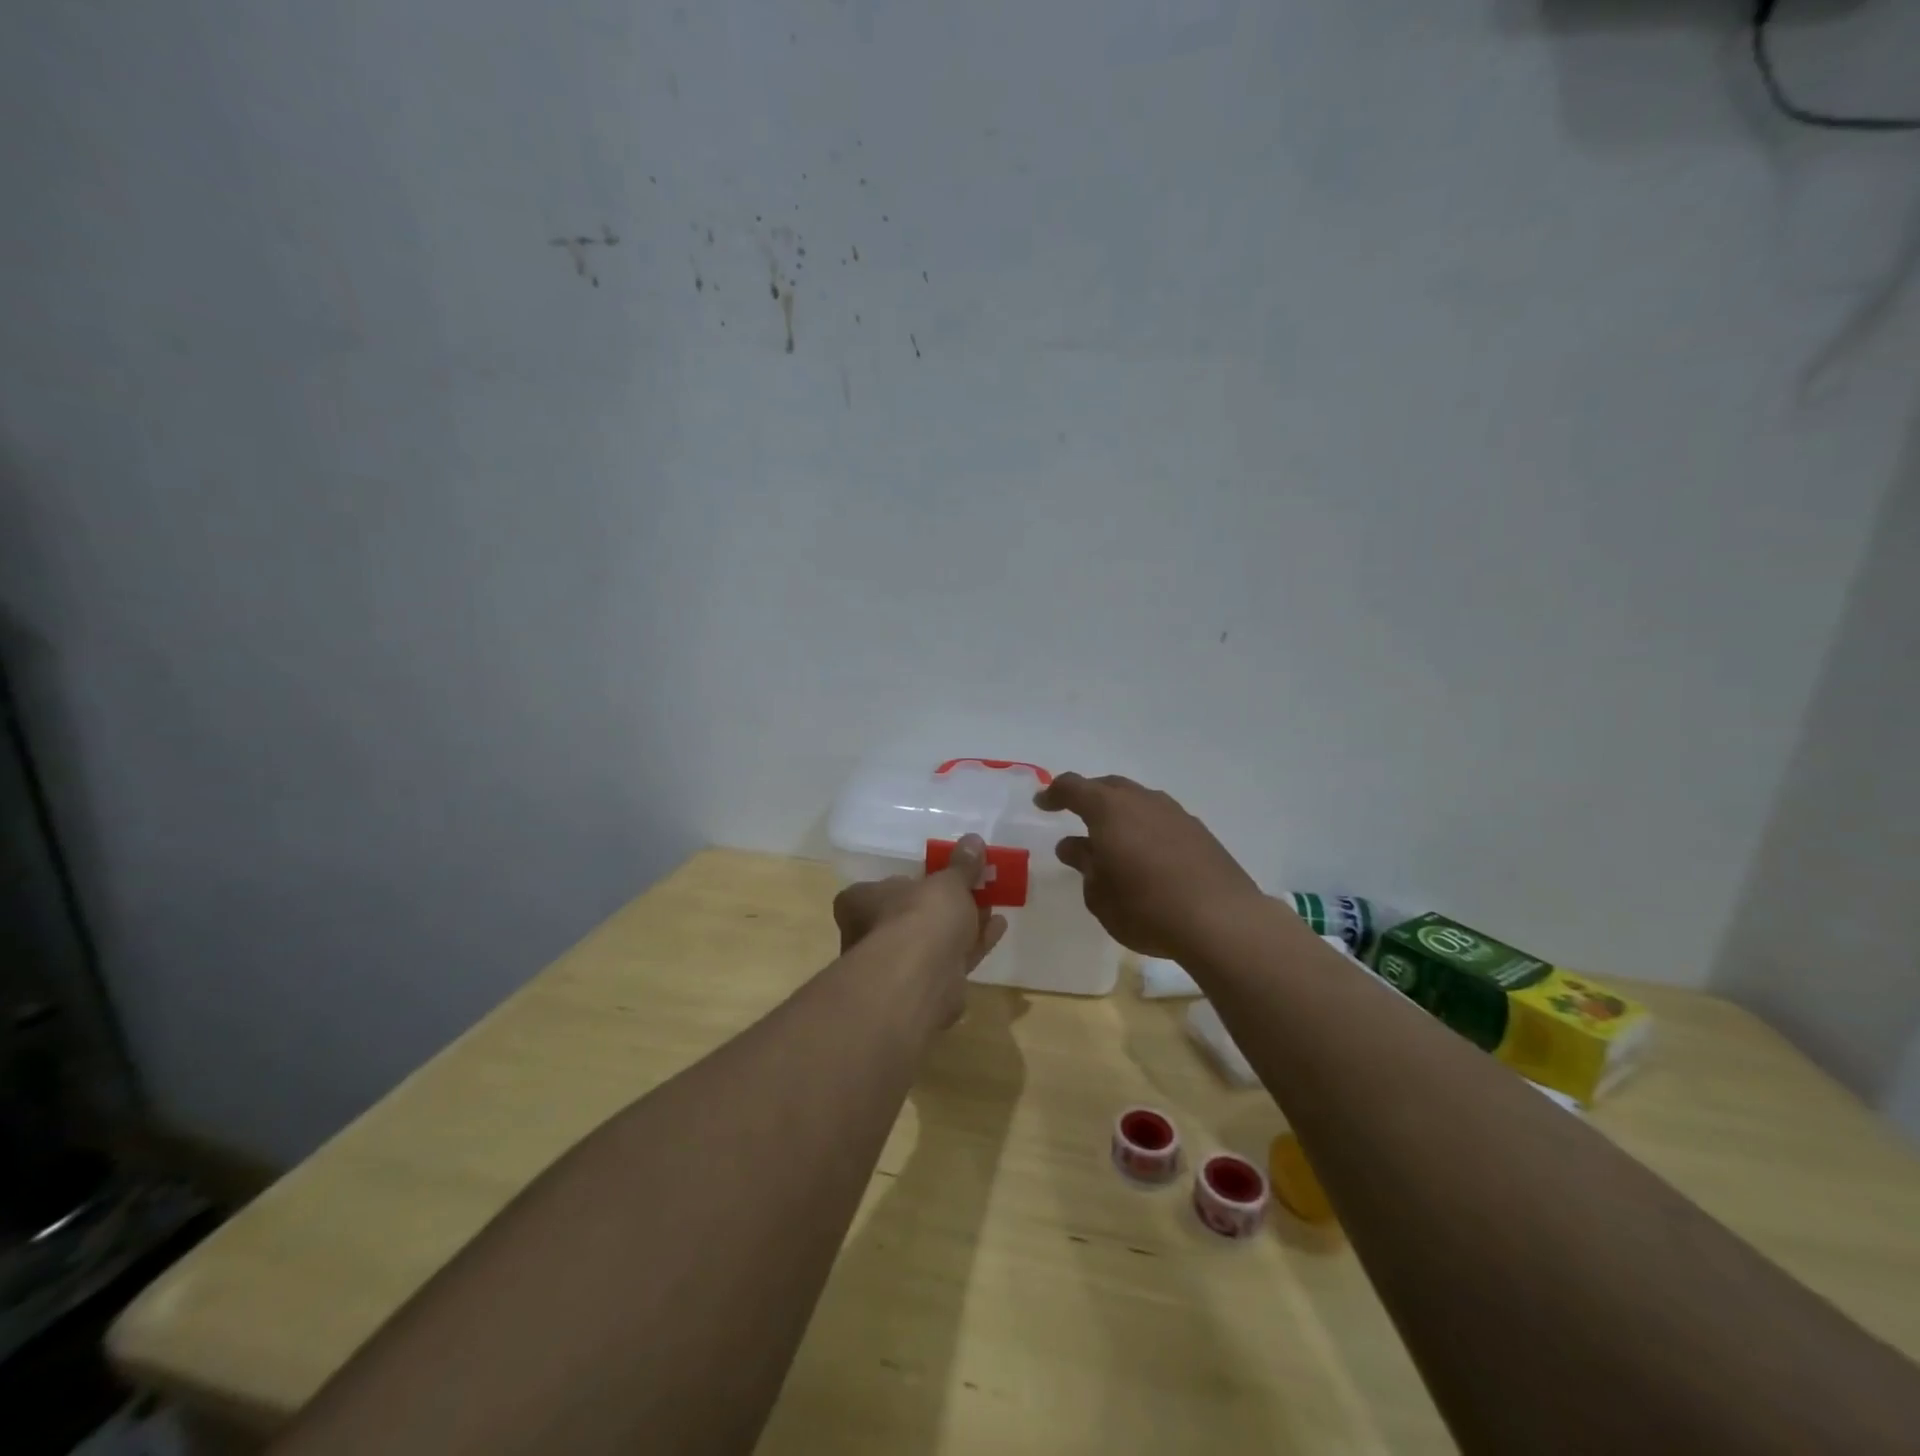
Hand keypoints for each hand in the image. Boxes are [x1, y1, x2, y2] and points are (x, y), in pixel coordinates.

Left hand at [832, 834, 1007, 1026]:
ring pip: (933, 940)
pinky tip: (998, 927)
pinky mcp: (925, 988)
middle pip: (911, 915)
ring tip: (993, 904)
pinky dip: (974, 943)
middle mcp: (871, 935)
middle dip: (943, 905)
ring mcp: (897, 965)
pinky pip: (952, 958)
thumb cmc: (919, 916)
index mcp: (861, 902)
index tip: (940, 875)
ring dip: (962, 923)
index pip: (881, 888)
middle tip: (974, 888)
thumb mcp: (946, 882)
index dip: (912, 881)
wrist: (920, 979)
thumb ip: (961, 865)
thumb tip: (973, 841)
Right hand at [1035, 773, 1263, 960]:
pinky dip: (1145, 826)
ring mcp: (1175, 813)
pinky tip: (1146, 853)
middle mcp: (1142, 801)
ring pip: (1138, 800)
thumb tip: (1073, 845)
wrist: (1222, 921)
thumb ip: (1084, 865)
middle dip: (1088, 796)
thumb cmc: (1146, 908)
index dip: (1054, 793)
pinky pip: (1161, 818)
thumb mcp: (1100, 895)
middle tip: (1075, 814)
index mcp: (1109, 809)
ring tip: (1111, 836)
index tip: (1042, 804)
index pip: (1073, 787)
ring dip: (1120, 812)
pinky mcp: (1199, 832)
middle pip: (1109, 786)